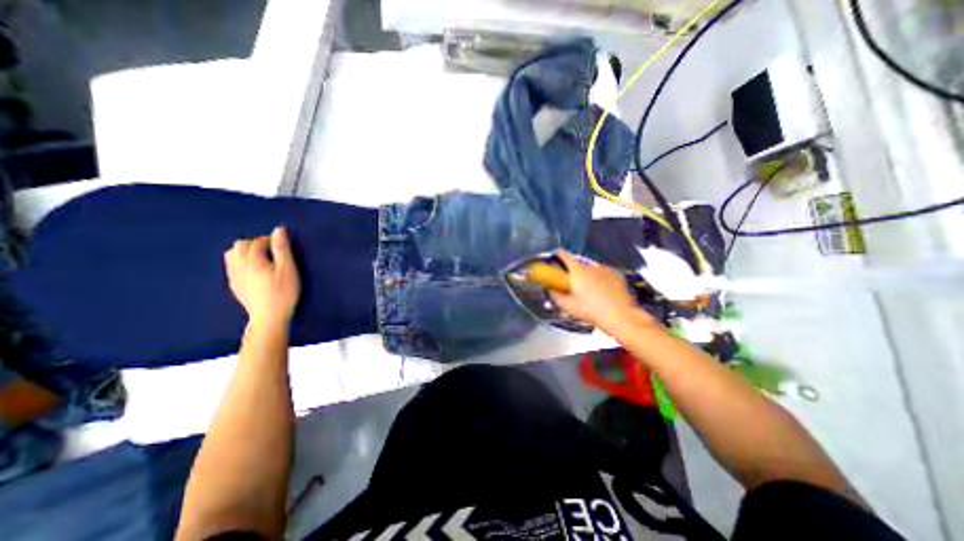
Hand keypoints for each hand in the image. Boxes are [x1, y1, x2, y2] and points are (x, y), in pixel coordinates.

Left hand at [226, 226, 299, 327]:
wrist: (269, 317)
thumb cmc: (283, 292)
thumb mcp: (288, 269)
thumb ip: (282, 249)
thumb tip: (278, 230)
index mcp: (252, 260)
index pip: (257, 242)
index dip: (270, 240)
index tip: (282, 244)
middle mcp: (238, 266)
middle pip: (240, 245)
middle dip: (255, 243)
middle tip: (272, 250)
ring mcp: (234, 277)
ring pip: (231, 255)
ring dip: (245, 251)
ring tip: (261, 257)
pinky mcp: (235, 286)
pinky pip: (232, 267)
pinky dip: (241, 262)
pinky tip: (253, 270)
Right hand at [546, 250, 658, 330]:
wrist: (621, 317)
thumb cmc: (593, 312)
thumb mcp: (567, 306)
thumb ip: (555, 295)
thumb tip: (550, 289)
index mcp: (577, 271)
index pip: (563, 255)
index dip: (557, 256)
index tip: (554, 261)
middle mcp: (591, 266)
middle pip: (577, 264)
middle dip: (573, 273)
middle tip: (573, 286)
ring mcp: (605, 269)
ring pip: (591, 270)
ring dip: (587, 277)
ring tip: (590, 293)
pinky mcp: (616, 274)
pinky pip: (603, 274)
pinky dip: (600, 280)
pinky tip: (602, 293)